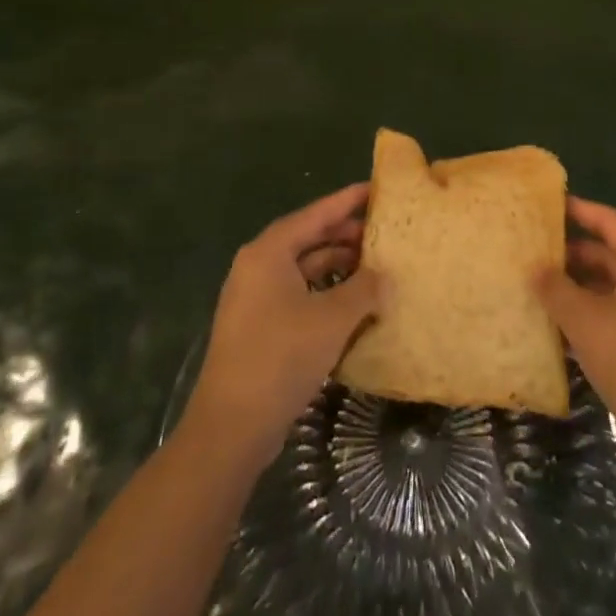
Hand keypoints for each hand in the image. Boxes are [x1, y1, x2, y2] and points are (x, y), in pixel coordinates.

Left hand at [186, 183, 385, 463]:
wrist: (231, 427)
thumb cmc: (281, 356)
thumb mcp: (333, 318)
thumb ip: (365, 289)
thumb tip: (385, 277)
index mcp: (269, 252)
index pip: (316, 214)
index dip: (347, 200)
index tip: (376, 189)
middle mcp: (257, 267)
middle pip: (308, 239)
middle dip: (346, 236)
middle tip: (383, 233)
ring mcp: (254, 299)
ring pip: (304, 269)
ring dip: (338, 267)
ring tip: (376, 268)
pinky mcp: (258, 327)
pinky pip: (298, 295)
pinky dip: (325, 293)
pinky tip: (353, 305)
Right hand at [534, 198, 615, 470]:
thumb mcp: (585, 320)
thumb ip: (556, 288)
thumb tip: (534, 267)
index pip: (611, 222)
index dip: (581, 210)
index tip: (549, 204)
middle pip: (608, 254)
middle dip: (571, 253)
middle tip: (533, 247)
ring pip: (607, 288)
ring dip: (575, 287)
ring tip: (535, 283)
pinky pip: (611, 316)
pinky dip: (585, 315)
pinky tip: (554, 324)